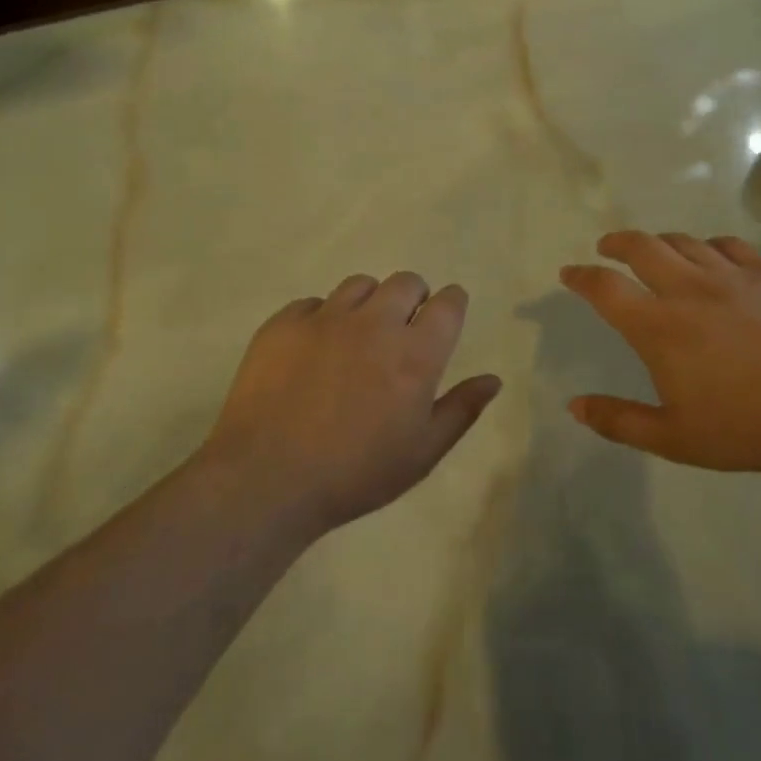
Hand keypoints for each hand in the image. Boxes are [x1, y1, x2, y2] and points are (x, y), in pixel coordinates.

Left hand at [203, 272, 501, 536]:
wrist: (267, 478)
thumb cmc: (355, 473)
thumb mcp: (422, 453)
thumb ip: (461, 410)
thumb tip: (493, 379)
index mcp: (416, 353)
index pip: (448, 303)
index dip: (451, 304)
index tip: (446, 315)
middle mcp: (375, 323)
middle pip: (406, 282)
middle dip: (414, 297)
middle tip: (403, 329)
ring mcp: (326, 318)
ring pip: (359, 285)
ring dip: (369, 302)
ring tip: (358, 336)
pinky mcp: (284, 324)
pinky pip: (312, 303)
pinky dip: (322, 318)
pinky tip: (313, 350)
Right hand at [559, 230, 760, 474]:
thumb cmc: (743, 429)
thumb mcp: (672, 438)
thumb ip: (618, 420)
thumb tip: (574, 406)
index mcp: (659, 327)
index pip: (606, 288)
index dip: (581, 277)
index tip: (569, 274)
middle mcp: (689, 289)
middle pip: (641, 246)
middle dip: (616, 243)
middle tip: (607, 248)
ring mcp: (732, 276)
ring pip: (684, 241)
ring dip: (660, 243)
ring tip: (655, 253)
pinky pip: (729, 244)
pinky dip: (709, 245)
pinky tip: (710, 255)